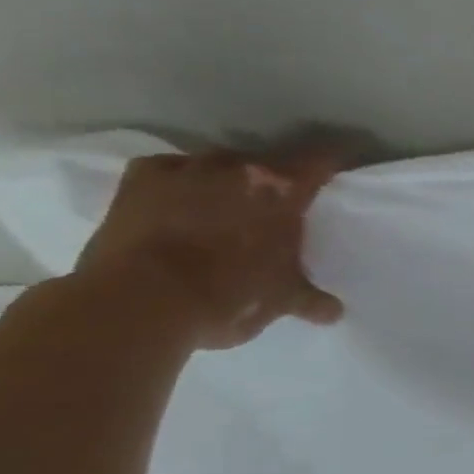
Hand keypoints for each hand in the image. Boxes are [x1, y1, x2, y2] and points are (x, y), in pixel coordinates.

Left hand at [72, 149, 345, 349]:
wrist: (139, 303)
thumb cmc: (229, 296)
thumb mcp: (281, 300)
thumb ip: (310, 299)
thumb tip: (334, 312)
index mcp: (284, 190)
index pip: (321, 161)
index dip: (331, 166)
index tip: (334, 174)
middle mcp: (240, 168)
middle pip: (268, 162)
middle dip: (274, 182)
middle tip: (275, 207)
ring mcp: (187, 169)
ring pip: (219, 164)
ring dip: (226, 180)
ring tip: (224, 205)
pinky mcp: (140, 180)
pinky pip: (168, 168)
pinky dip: (176, 180)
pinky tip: (176, 200)